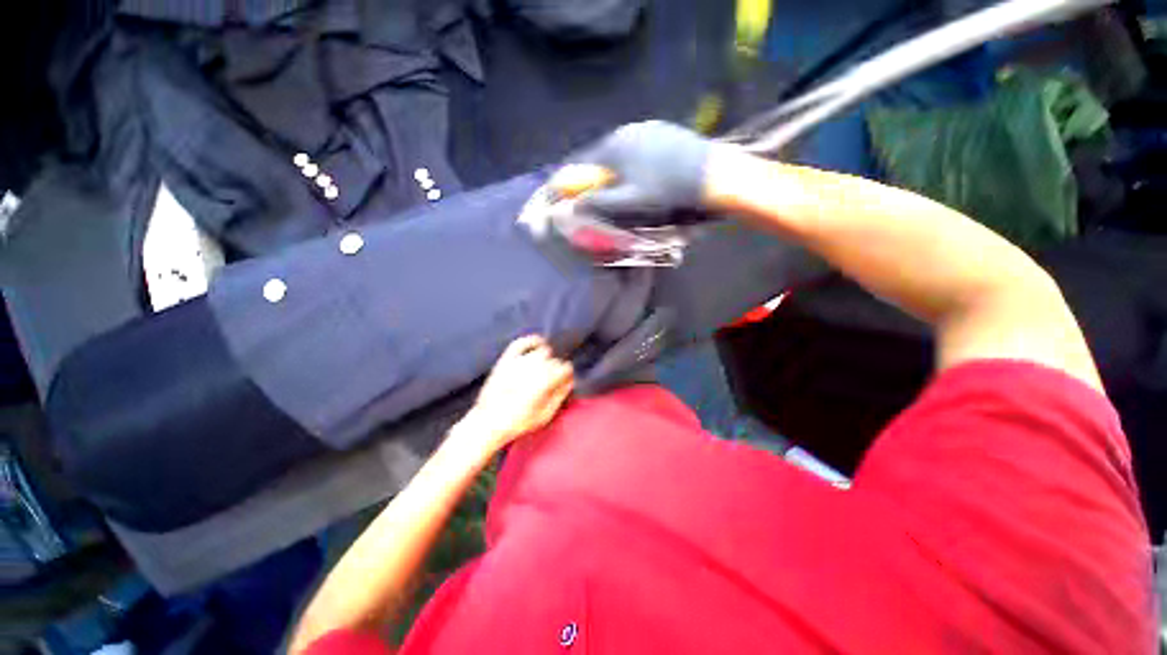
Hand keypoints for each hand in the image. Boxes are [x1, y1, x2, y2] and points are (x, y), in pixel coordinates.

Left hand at [460, 336, 574, 452]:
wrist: (488, 422)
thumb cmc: (520, 422)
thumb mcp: (546, 414)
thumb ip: (560, 395)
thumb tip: (570, 381)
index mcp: (546, 380)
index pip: (565, 368)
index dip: (566, 376)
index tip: (564, 382)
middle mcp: (535, 366)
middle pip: (553, 361)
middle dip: (555, 369)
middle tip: (551, 381)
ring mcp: (519, 361)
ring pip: (541, 352)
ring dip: (545, 359)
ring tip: (542, 369)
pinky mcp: (507, 359)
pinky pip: (521, 343)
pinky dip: (531, 341)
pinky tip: (538, 343)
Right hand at [549, 121, 714, 225]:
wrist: (713, 175)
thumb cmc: (667, 191)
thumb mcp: (629, 202)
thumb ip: (598, 202)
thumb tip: (571, 205)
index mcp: (614, 146)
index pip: (582, 162)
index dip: (575, 181)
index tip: (573, 196)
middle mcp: (627, 130)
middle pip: (601, 156)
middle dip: (597, 177)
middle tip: (603, 197)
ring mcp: (648, 127)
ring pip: (621, 152)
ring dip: (616, 170)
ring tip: (626, 188)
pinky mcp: (664, 130)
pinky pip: (639, 148)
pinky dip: (634, 163)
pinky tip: (647, 175)